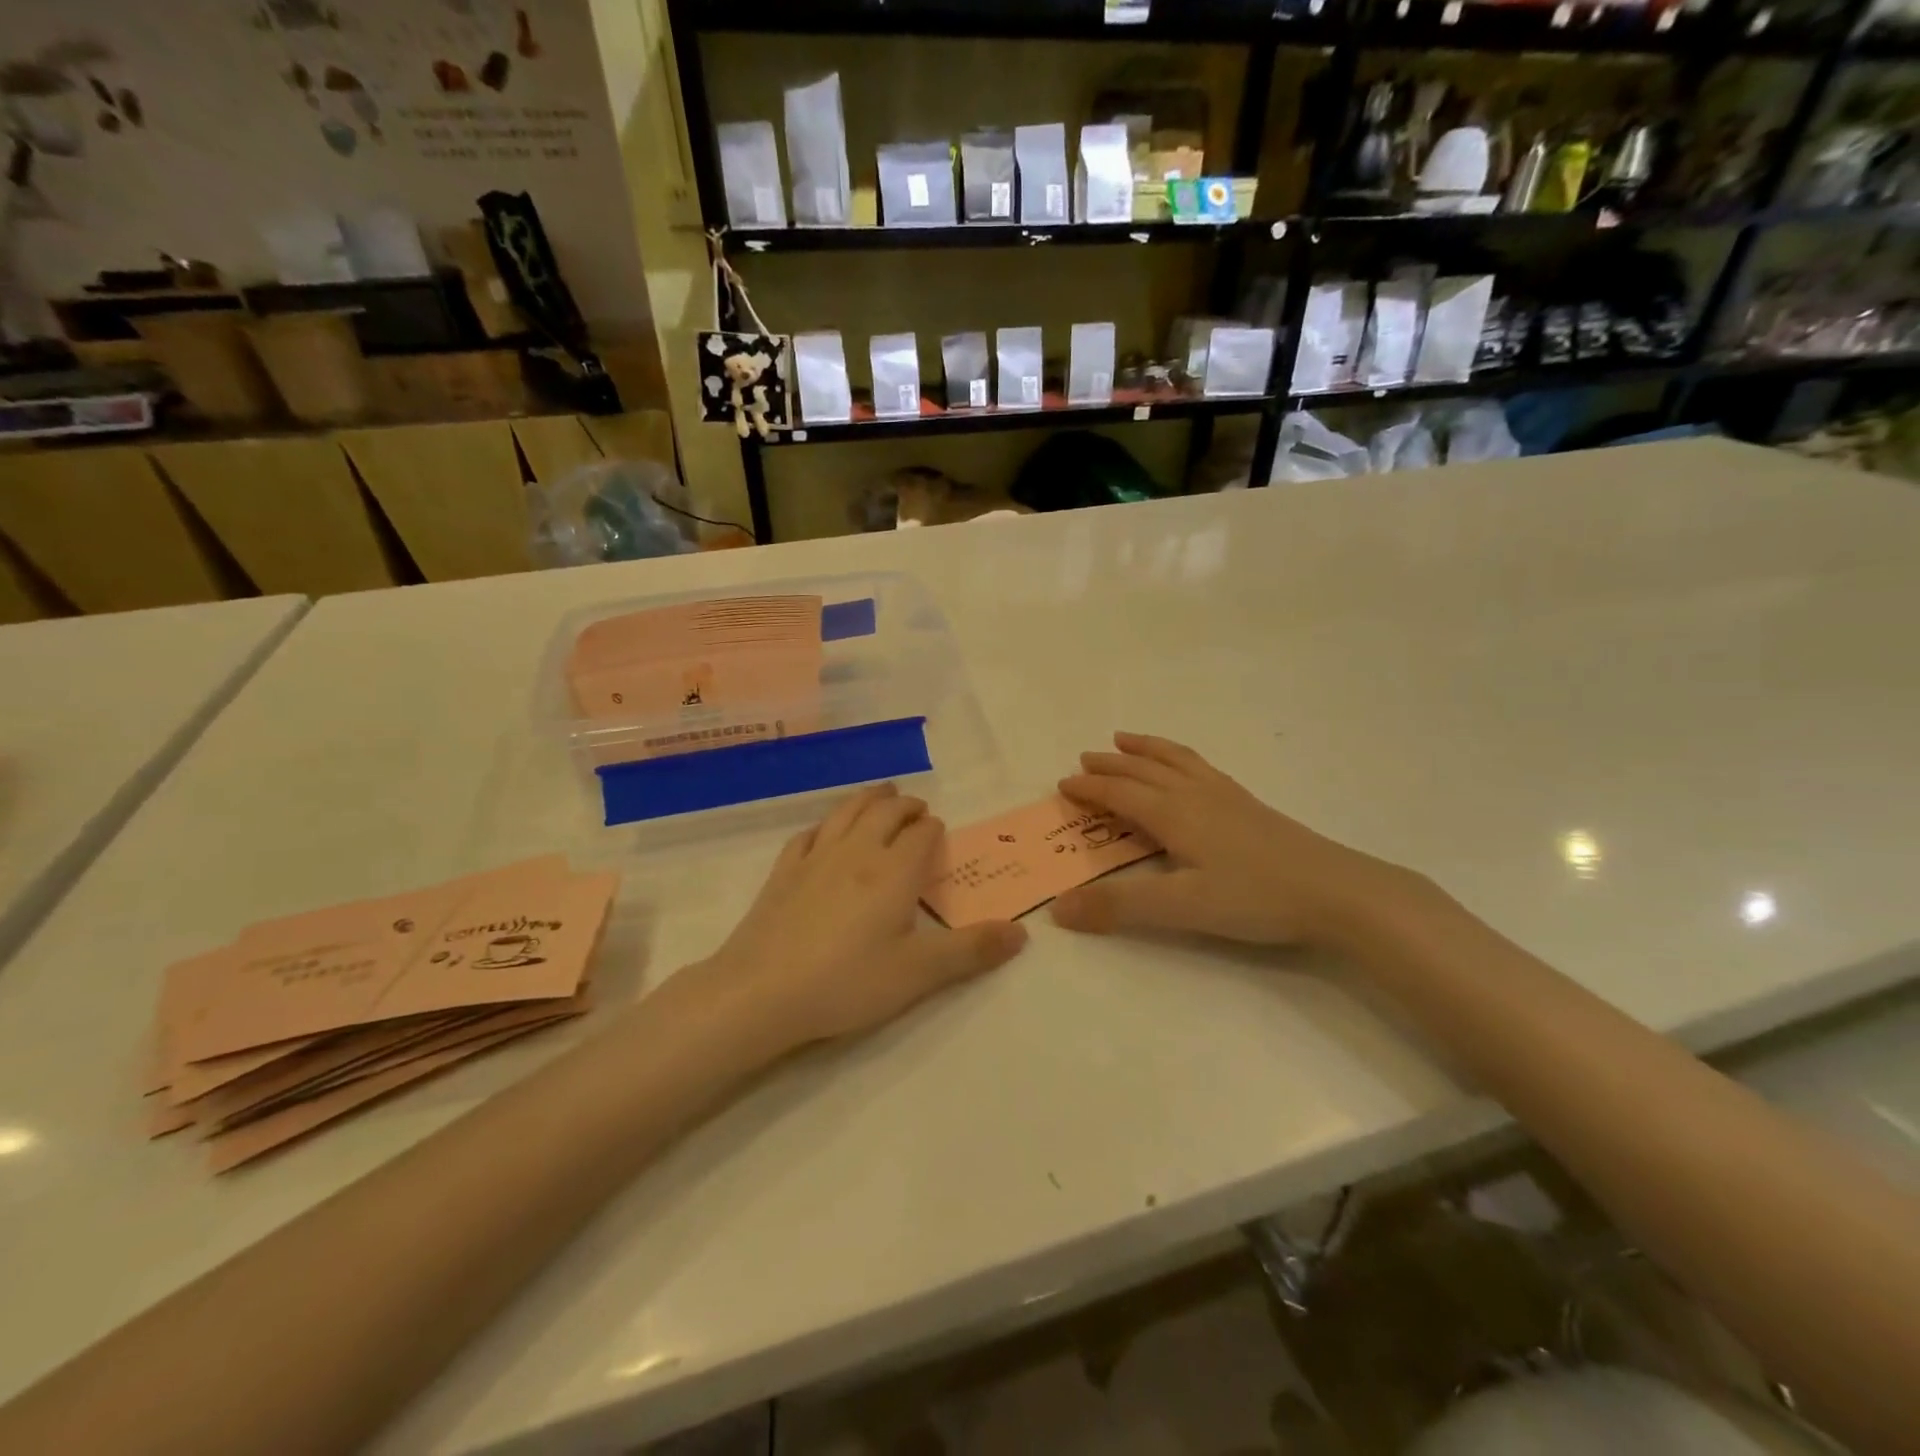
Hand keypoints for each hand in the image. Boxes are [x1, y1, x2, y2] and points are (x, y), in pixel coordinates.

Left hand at [684, 784, 1026, 1053]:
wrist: (761, 992)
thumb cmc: (847, 982)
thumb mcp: (919, 974)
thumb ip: (971, 951)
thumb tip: (1023, 933)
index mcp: (894, 872)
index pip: (921, 834)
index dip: (934, 829)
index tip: (939, 832)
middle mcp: (857, 852)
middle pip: (885, 812)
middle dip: (905, 806)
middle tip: (917, 807)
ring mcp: (815, 858)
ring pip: (846, 812)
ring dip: (868, 799)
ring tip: (880, 794)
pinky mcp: (783, 872)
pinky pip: (808, 834)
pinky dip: (825, 825)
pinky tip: (824, 832)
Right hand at [1051, 732, 1415, 947]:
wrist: (1336, 891)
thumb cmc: (1255, 898)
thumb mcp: (1182, 908)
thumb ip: (1120, 906)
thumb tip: (1058, 909)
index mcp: (1173, 814)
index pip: (1120, 793)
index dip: (1089, 788)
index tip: (1063, 785)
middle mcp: (1194, 795)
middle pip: (1143, 770)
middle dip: (1110, 765)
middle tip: (1084, 759)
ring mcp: (1225, 795)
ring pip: (1174, 760)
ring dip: (1145, 749)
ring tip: (1126, 739)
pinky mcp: (1249, 805)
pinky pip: (1201, 766)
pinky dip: (1179, 757)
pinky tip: (1188, 769)